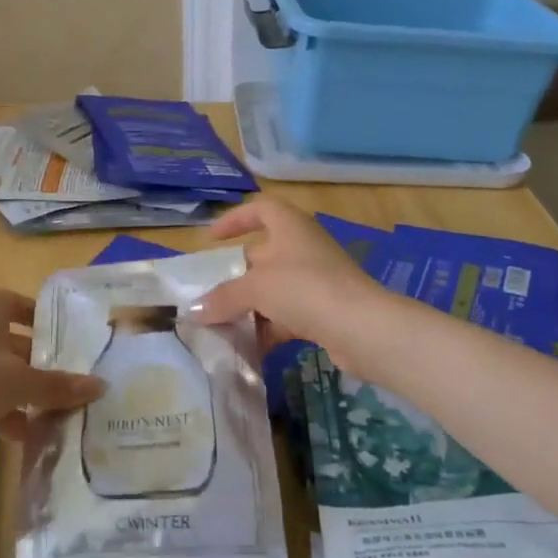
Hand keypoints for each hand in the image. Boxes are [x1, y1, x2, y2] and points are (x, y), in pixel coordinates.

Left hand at [0, 290, 103, 476]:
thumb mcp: (20, 382)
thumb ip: (60, 385)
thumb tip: (101, 385)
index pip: (13, 302)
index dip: (36, 313)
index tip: (62, 333)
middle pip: (12, 344)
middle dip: (41, 363)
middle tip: (74, 381)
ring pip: (2, 379)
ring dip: (28, 396)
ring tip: (62, 413)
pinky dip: (9, 419)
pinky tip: (32, 437)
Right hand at [194, 198, 392, 367]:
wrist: (363, 329)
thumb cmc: (306, 289)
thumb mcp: (256, 288)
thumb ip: (223, 297)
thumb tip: (194, 311)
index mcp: (290, 227)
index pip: (260, 209)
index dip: (235, 219)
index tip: (211, 240)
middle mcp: (303, 248)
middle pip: (261, 255)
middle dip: (234, 277)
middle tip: (208, 294)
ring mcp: (315, 281)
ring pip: (272, 290)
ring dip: (248, 308)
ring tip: (220, 327)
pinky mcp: (324, 311)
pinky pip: (286, 316)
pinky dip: (267, 329)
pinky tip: (247, 349)